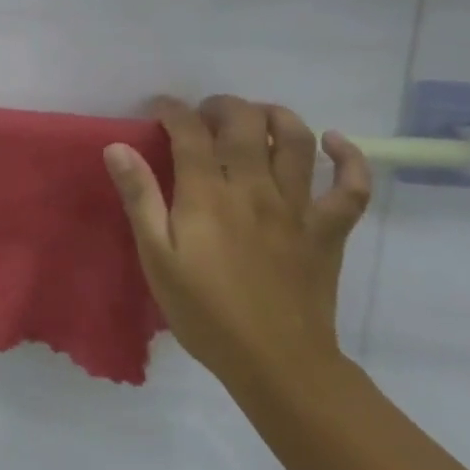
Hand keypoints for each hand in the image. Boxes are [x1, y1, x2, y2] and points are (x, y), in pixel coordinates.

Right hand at [104, 95, 371, 390]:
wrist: (276, 364)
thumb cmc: (204, 312)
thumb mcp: (156, 258)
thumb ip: (139, 198)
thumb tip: (117, 147)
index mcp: (207, 196)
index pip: (190, 132)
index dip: (173, 110)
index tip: (159, 109)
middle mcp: (254, 189)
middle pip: (245, 123)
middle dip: (222, 106)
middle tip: (204, 115)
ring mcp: (298, 208)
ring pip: (297, 141)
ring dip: (276, 115)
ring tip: (257, 117)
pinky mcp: (329, 231)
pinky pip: (352, 187)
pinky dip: (350, 158)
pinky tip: (334, 143)